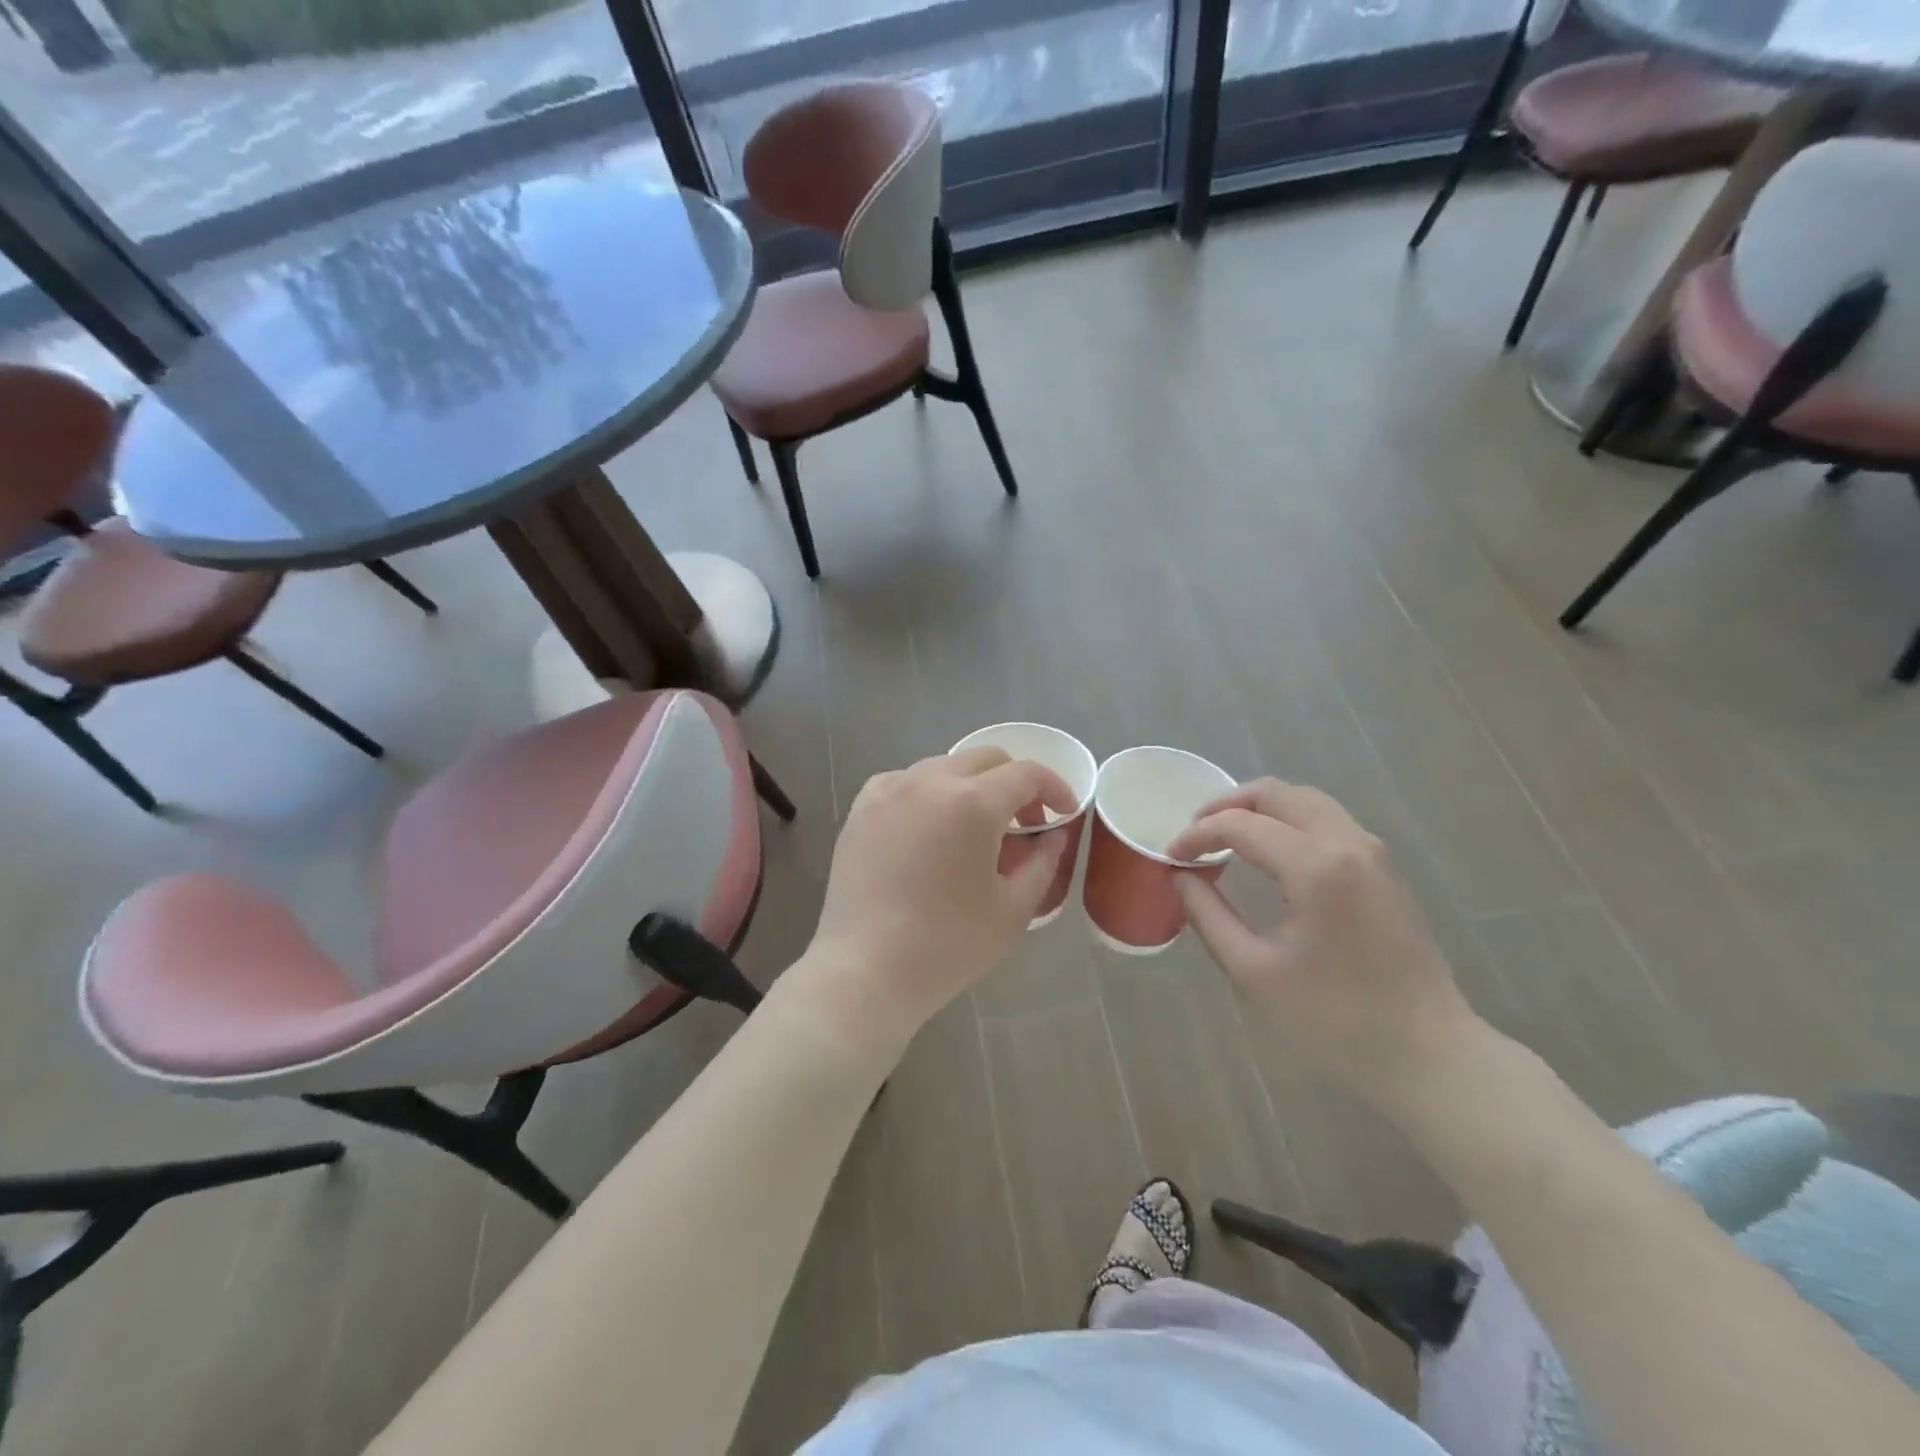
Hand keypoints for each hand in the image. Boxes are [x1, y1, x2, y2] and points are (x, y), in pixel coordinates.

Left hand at [789, 748, 1076, 1051]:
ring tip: (974, 832)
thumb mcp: (1013, 909)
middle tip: (1024, 826)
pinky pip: (907, 782)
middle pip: (986, 759)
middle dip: (1015, 785)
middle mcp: (929, 780)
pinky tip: (930, 831)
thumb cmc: (948, 945)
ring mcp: (890, 789)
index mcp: (973, 802)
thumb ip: (1042, 862)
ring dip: (972, 788)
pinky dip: (930, 795)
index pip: (1027, 774)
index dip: (1055, 788)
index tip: (1064, 813)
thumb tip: (1053, 835)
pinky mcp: (862, 807)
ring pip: (945, 766)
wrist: (866, 969)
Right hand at [1167, 779, 1478, 1101]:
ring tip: (1226, 837)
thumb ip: (1209, 914)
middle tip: (1194, 833)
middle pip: (1277, 794)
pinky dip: (1289, 822)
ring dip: (1260, 809)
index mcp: (1316, 867)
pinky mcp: (1384, 870)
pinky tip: (1269, 853)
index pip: (1241, 825)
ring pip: (1307, 801)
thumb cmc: (1335, 1020)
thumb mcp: (1254, 970)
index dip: (1197, 835)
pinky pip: (1328, 821)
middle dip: (1227, 805)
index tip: (1170, 857)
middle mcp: (1348, 844)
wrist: (1429, 1055)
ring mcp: (1373, 854)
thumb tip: (1181, 877)